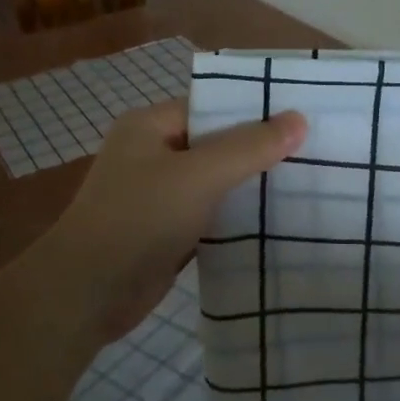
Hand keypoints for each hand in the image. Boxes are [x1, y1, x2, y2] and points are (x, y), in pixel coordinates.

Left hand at [39, 97, 307, 340]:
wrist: (87, 293)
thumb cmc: (140, 218)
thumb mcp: (199, 175)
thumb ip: (249, 147)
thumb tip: (299, 119)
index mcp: (149, 126)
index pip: (210, 107)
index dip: (253, 111)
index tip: (301, 118)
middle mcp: (151, 154)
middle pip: (214, 144)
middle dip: (257, 150)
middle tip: (313, 151)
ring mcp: (156, 195)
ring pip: (213, 182)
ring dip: (249, 186)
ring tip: (306, 183)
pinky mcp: (164, 232)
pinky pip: (208, 215)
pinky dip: (235, 218)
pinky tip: (275, 221)